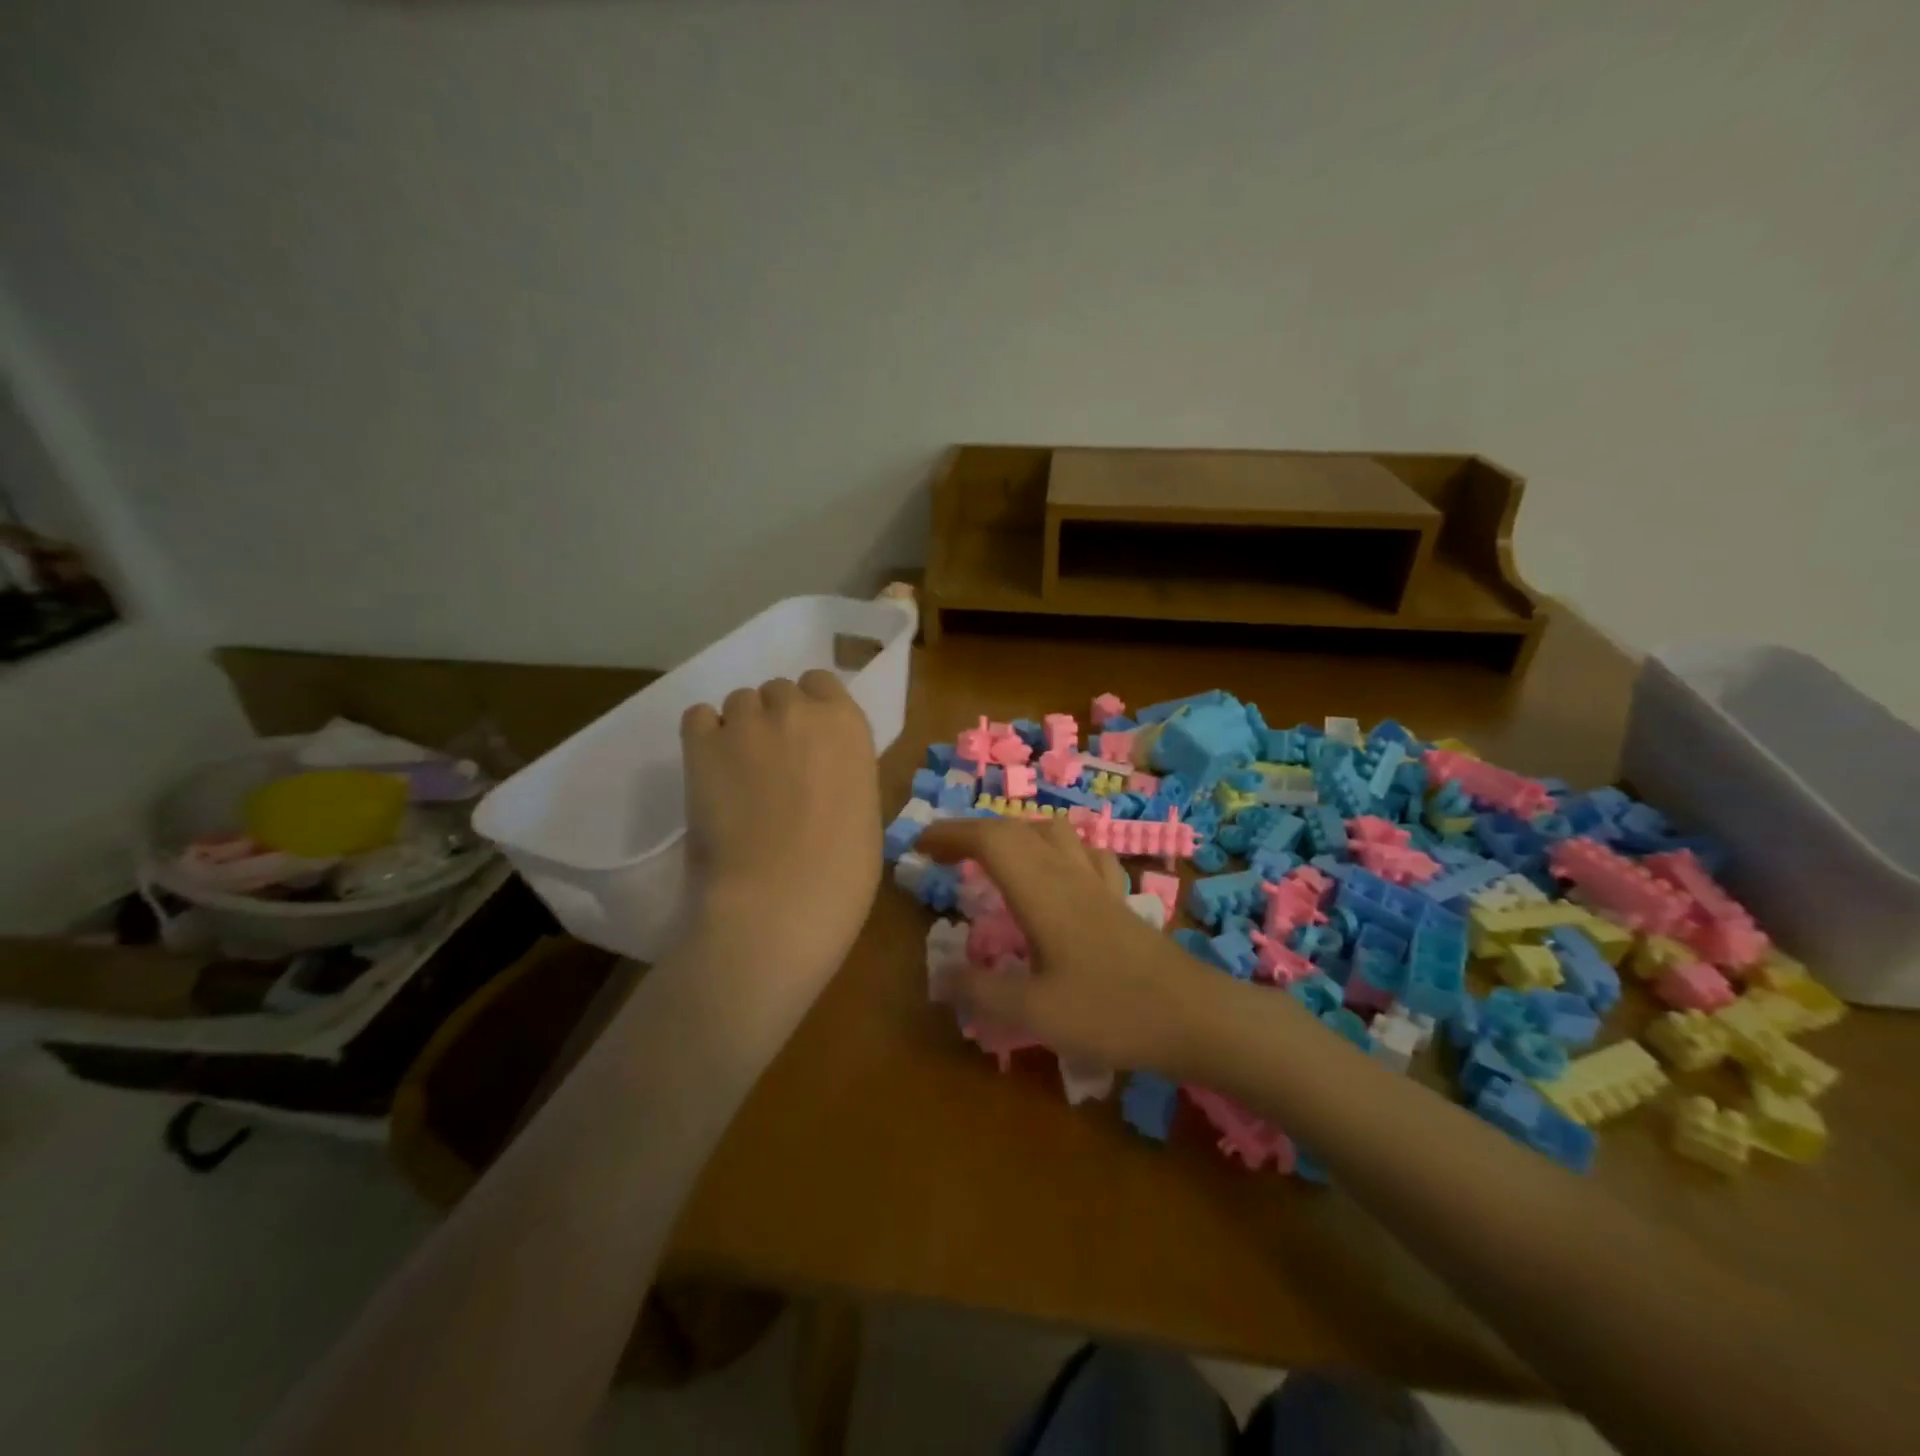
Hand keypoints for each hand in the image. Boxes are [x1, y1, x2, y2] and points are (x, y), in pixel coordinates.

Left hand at [679, 672, 881, 984]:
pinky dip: (704, 736)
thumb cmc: (842, 872)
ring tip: (736, 775)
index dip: (812, 710)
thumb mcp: (864, 809)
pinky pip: (698, 716)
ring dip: (740, 728)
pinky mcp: (701, 745)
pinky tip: (710, 771)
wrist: (779, 902)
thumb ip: (841, 771)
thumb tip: (820, 772)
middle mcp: (798, 710)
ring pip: (738, 702)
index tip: (807, 743)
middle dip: (776, 719)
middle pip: (779, 691)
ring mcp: (747, 723)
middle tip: (772, 766)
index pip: (822, 684)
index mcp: (847, 725)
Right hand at [915, 817, 1215, 1071]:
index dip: (950, 834)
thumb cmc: (1111, 1011)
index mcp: (1041, 890)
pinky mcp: (1118, 900)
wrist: (1194, 1017)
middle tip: (943, 853)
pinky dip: (1057, 850)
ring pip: (1052, 833)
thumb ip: (982, 992)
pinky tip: (1057, 872)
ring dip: (1015, 833)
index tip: (919, 845)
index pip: (989, 839)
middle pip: (1016, 830)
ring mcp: (1097, 884)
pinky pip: (1083, 854)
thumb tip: (940, 976)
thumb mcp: (1034, 1013)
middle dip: (973, 832)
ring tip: (993, 857)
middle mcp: (1067, 874)